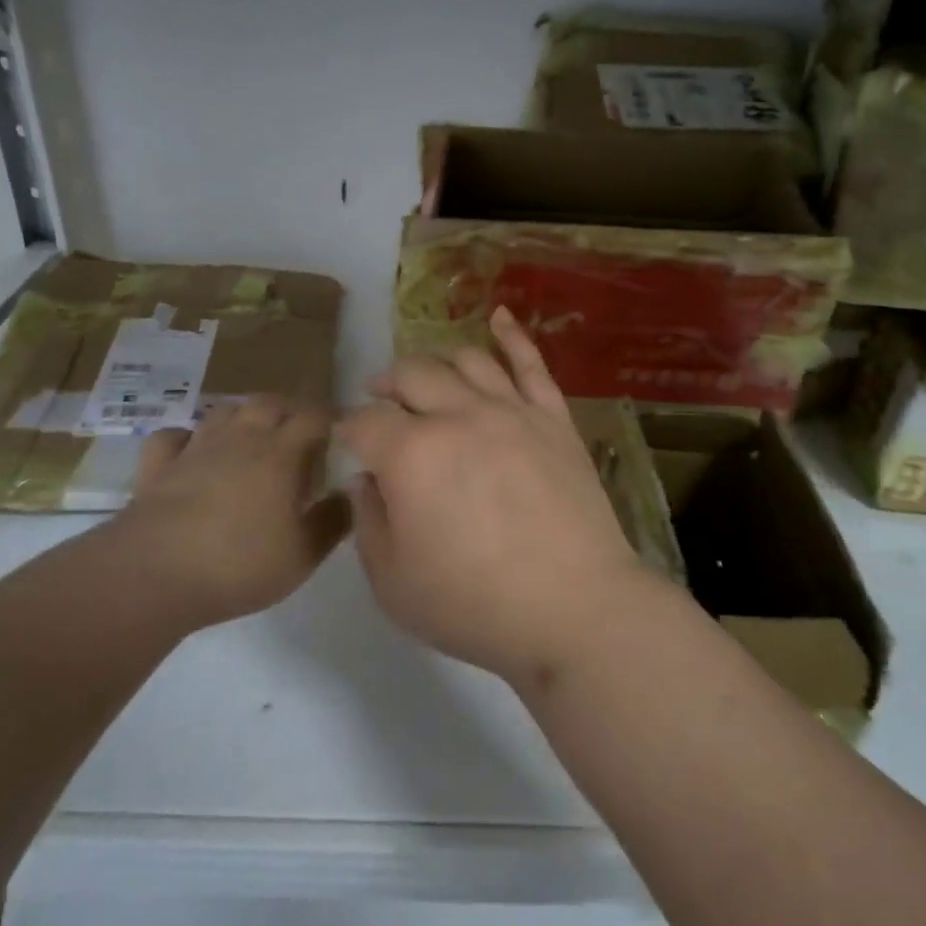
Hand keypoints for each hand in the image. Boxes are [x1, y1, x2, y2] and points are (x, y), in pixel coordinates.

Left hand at [105, 397, 349, 632]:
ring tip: (252, 437)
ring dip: (242, 416)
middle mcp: (240, 439)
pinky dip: (186, 438)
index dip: (331, 418)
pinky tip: (192, 452)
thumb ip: (333, 522)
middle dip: (289, 409)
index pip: (314, 417)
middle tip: (300, 433)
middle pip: (269, 402)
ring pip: (223, 411)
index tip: (342, 431)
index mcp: (280, 454)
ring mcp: (195, 449)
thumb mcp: (302, 555)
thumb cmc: (238, 565)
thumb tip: (350, 494)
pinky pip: (173, 437)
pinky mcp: (158, 466)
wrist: (152, 575)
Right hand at [339, 308, 650, 686]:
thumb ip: (368, 521)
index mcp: (412, 454)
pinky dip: (512, 335)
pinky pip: (531, 364)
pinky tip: (500, 316)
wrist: (574, 609)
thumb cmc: (474, 605)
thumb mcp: (392, 582)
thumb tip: (368, 479)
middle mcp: (459, 416)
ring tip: (426, 375)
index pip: (366, 421)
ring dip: (436, 361)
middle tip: (379, 399)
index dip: (350, 430)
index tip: (350, 444)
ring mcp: (512, 411)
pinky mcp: (553, 418)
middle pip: (411, 376)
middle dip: (386, 384)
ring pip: (466, 361)